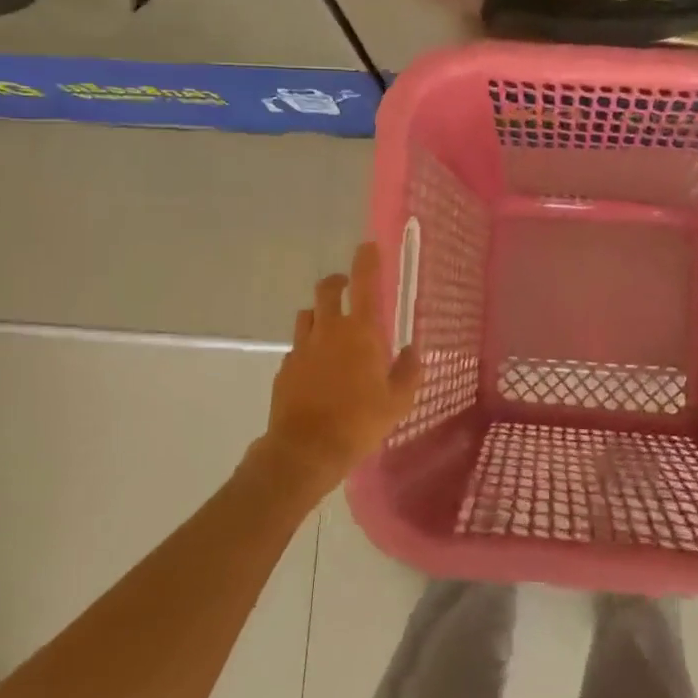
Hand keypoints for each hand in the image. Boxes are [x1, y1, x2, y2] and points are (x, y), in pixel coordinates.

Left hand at [253, 243, 421, 493]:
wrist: (306, 450)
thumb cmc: (359, 422)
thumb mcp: (398, 401)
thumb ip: (408, 372)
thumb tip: (412, 352)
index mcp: (360, 332)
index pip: (364, 283)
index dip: (366, 261)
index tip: (368, 246)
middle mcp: (328, 330)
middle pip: (327, 289)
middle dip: (338, 282)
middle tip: (348, 287)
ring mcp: (302, 348)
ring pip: (307, 315)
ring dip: (320, 313)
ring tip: (331, 327)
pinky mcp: (285, 368)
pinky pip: (297, 346)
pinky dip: (308, 347)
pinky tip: (317, 367)